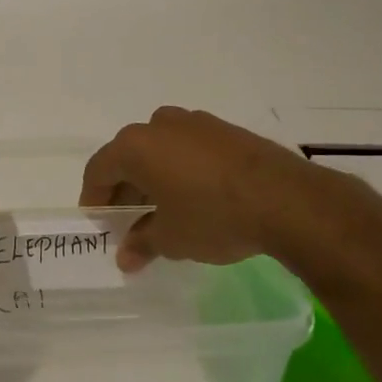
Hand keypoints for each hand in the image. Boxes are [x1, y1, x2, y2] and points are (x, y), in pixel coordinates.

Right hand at [80, 107, 381, 277]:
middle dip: (125, 188)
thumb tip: (125, 258)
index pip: (99, 170)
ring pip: (160, 150)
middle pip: (128, 156)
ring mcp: (195, 123)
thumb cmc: (214, 217)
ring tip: (163, 209)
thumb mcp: (171, 238)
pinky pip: (189, 148)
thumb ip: (142, 243)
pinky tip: (195, 196)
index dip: (94, 198)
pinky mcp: (226, 130)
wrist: (287, 200)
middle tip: (128, 220)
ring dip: (154, 177)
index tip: (98, 223)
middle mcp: (159, 125)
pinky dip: (182, 169)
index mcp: (135, 146)